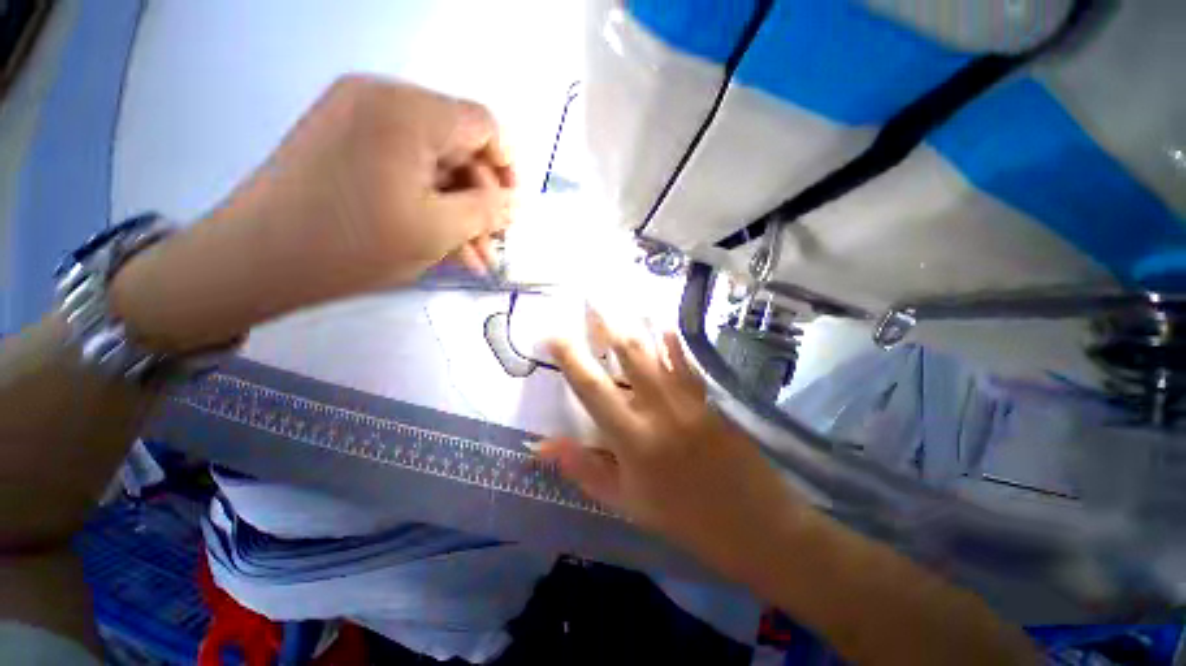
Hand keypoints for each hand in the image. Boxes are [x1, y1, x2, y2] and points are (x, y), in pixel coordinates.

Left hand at [112, 76, 514, 351]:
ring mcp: (357, 118)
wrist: (255, 260)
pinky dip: (426, 202)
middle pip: (458, 147)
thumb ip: (488, 211)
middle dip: (480, 201)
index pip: (484, 125)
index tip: (511, 211)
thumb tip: (515, 203)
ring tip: (471, 257)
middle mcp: (382, 99)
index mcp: (408, 110)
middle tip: (491, 246)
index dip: (507, 169)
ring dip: (456, 210)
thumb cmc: (354, 244)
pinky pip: (403, 168)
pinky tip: (442, 242)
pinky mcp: (343, 141)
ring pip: (432, 164)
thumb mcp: (439, 231)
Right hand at [539, 316, 804, 574]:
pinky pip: (686, 360)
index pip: (592, 387)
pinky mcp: (709, 396)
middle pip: (628, 352)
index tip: (552, 335)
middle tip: (590, 299)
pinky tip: (663, 324)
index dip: (570, 357)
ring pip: (657, 348)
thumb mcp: (625, 502)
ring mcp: (687, 397)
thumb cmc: (682, 517)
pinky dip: (672, 341)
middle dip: (606, 321)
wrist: (754, 522)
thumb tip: (542, 445)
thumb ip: (583, 468)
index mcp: (632, 436)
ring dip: (636, 322)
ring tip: (619, 303)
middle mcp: (658, 407)